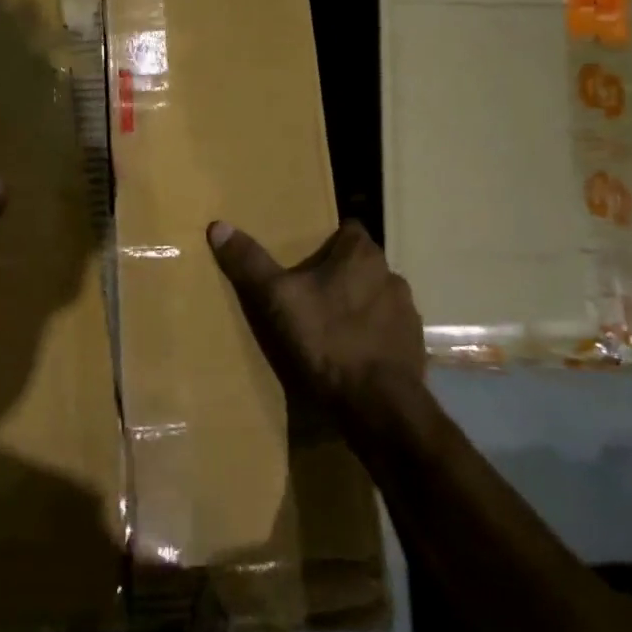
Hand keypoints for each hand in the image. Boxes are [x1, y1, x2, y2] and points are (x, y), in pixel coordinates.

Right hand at [207, 219, 426, 421]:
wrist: (378, 405)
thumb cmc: (327, 339)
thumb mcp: (277, 298)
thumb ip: (250, 262)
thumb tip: (219, 226)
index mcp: (363, 255)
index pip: (348, 229)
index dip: (327, 239)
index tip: (304, 254)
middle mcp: (391, 276)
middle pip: (360, 265)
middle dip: (337, 275)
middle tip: (306, 292)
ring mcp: (407, 313)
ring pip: (375, 298)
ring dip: (356, 306)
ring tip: (326, 326)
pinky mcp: (412, 348)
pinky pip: (386, 332)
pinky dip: (369, 338)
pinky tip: (348, 355)